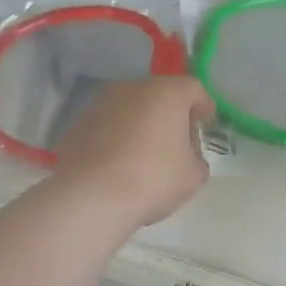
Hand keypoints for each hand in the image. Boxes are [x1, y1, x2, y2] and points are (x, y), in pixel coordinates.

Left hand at [53, 76, 215, 227]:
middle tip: (177, 140)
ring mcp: (100, 105)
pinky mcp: (78, 126)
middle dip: (170, 114)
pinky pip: (107, 128)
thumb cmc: (153, 179)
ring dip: (140, 125)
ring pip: (129, 110)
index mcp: (166, 93)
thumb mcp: (193, 175)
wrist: (92, 196)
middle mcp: (131, 89)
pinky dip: (116, 139)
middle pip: (159, 95)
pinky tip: (119, 164)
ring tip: (145, 154)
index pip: (193, 88)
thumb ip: (196, 158)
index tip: (207, 120)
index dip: (203, 104)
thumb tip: (187, 155)